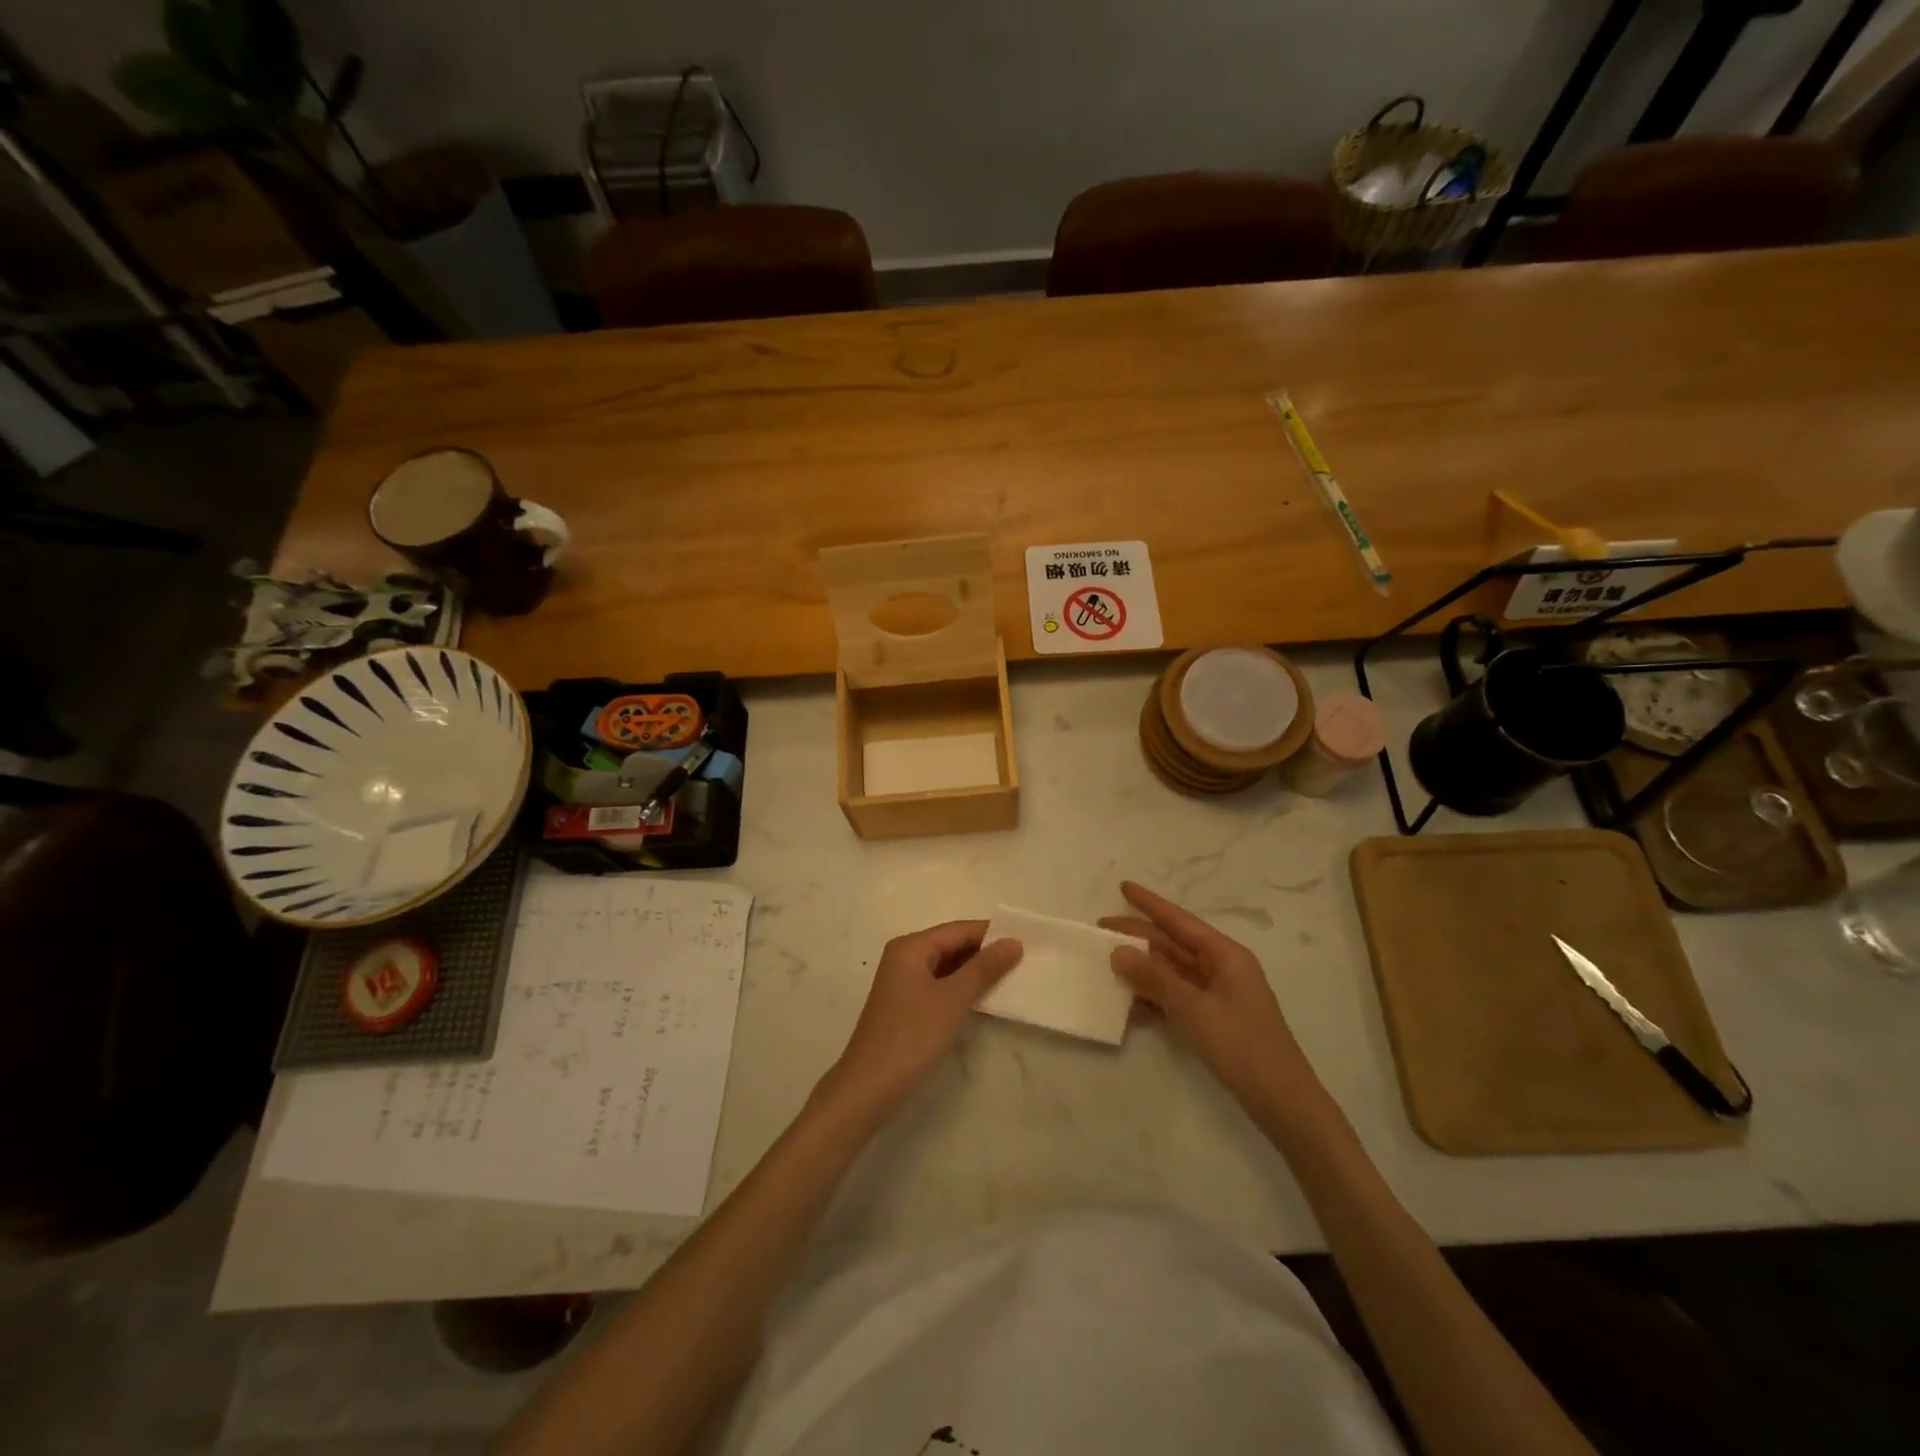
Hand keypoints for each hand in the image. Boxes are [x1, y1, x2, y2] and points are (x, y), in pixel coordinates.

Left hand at [825, 920, 1022, 1115]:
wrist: (869, 1087)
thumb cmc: (912, 1036)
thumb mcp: (953, 999)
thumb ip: (984, 968)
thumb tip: (1013, 942)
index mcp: (911, 946)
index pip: (960, 930)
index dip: (993, 935)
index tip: (1027, 943)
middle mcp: (904, 956)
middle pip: (952, 945)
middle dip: (985, 953)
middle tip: (1024, 963)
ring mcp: (903, 982)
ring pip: (947, 966)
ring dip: (975, 972)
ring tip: (1012, 979)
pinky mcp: (905, 1005)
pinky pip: (939, 985)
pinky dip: (960, 989)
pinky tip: (983, 1000)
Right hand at [1102, 881, 1329, 1129]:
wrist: (1283, 1103)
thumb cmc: (1243, 1048)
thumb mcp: (1194, 1010)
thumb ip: (1155, 979)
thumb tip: (1118, 951)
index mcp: (1226, 955)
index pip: (1180, 921)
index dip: (1150, 904)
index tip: (1123, 887)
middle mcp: (1222, 968)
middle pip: (1173, 945)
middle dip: (1138, 937)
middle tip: (1100, 930)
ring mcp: (1218, 994)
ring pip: (1172, 972)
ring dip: (1142, 971)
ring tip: (1107, 967)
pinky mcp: (1214, 1019)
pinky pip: (1177, 998)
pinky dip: (1155, 1000)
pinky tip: (1130, 1008)